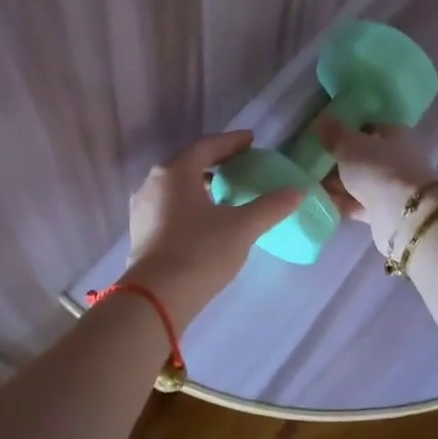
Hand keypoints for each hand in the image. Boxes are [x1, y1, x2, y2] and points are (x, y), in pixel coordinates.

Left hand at [122, 132, 305, 327]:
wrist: (156, 298)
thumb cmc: (200, 252)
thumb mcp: (242, 227)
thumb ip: (270, 207)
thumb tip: (296, 192)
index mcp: (176, 171)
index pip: (207, 146)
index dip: (231, 141)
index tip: (251, 140)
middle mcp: (153, 183)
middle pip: (188, 163)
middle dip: (215, 161)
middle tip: (240, 164)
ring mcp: (143, 208)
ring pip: (176, 186)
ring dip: (201, 184)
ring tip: (224, 192)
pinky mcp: (141, 232)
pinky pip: (168, 206)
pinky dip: (189, 203)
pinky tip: (204, 219)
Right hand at [314, 116, 437, 255]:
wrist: (403, 216)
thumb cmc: (378, 169)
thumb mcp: (350, 145)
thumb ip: (335, 133)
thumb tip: (323, 119)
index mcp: (397, 135)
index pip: (370, 128)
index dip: (347, 132)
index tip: (324, 138)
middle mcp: (400, 159)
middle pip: (365, 156)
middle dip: (340, 160)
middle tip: (314, 162)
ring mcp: (395, 186)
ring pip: (362, 181)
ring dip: (340, 183)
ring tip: (312, 183)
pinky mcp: (388, 211)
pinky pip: (360, 203)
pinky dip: (344, 202)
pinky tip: (323, 201)